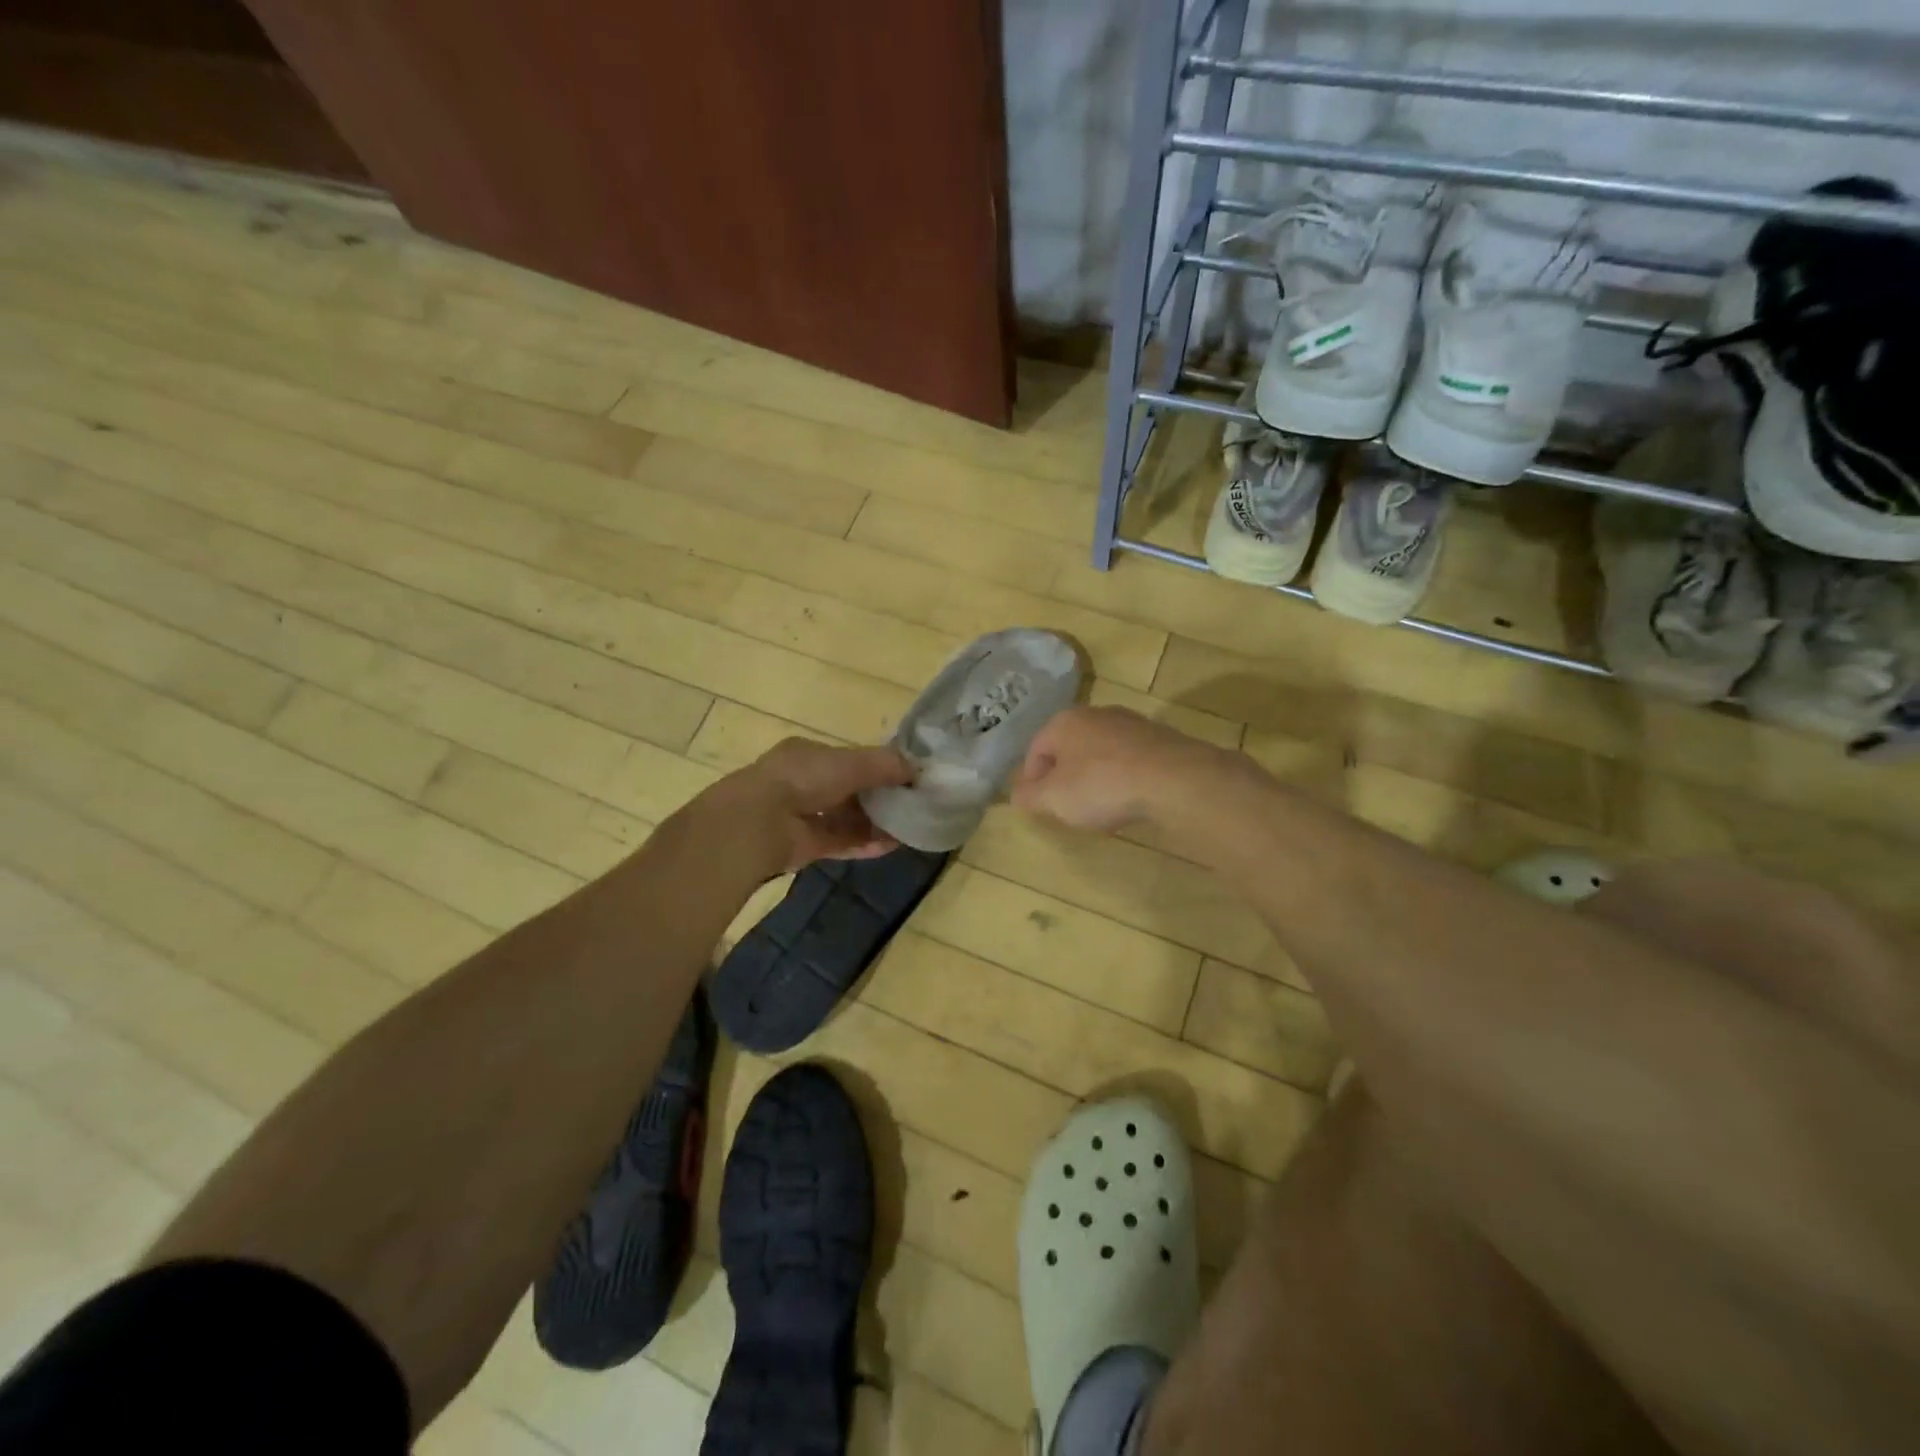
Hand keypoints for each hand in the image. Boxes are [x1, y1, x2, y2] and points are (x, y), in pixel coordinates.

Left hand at [719, 737, 913, 872]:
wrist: (759, 823)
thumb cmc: (805, 778)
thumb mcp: (852, 762)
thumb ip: (886, 765)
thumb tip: (918, 770)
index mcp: (808, 754)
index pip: (848, 758)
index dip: (877, 766)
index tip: (906, 776)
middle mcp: (804, 782)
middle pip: (849, 789)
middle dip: (879, 797)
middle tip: (912, 804)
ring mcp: (802, 815)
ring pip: (846, 818)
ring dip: (875, 822)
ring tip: (908, 827)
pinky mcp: (805, 845)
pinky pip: (841, 842)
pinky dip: (865, 843)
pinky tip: (892, 845)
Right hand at [1011, 705, 1217, 834]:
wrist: (1173, 779)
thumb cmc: (1101, 785)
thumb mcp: (1053, 798)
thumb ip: (1028, 796)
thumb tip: (1017, 795)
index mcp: (1063, 721)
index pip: (1035, 750)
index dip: (1031, 781)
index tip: (1040, 807)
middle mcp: (1095, 713)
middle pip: (1068, 749)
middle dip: (1064, 778)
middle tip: (1067, 808)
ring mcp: (1130, 723)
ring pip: (1100, 753)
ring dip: (1095, 778)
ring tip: (1101, 807)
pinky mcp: (1159, 738)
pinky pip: (1129, 760)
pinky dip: (1123, 778)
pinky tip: (1130, 799)